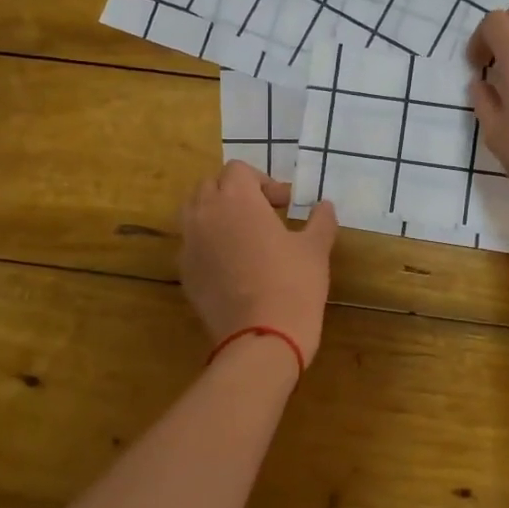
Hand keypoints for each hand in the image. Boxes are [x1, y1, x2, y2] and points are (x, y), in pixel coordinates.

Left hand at [179, 160, 337, 368]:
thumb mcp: (316, 248)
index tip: (284, 205)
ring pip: (194, 212)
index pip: (238, 170)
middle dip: (235, 193)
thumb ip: (320, 220)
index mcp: (236, 199)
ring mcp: (189, 244)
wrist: (261, 338)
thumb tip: (324, 206)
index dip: (263, 182)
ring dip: (216, 214)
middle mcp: (205, 214)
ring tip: (244, 236)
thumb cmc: (293, 284)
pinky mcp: (184, 273)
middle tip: (264, 214)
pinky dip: (208, 243)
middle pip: (211, 185)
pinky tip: (233, 266)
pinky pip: (192, 244)